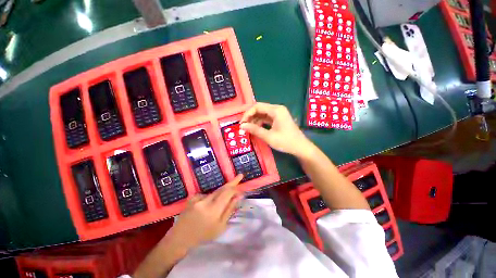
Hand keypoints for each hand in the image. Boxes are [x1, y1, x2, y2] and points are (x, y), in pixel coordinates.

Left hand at [164, 174, 243, 250]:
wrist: (180, 238)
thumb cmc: (203, 236)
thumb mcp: (220, 226)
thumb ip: (230, 209)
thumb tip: (239, 196)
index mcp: (213, 210)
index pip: (227, 192)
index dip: (235, 185)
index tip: (241, 179)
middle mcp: (205, 201)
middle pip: (222, 188)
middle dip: (231, 182)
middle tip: (239, 176)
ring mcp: (197, 198)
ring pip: (215, 192)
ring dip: (221, 194)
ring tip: (216, 207)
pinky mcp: (192, 197)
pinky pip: (207, 194)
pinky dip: (211, 198)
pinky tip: (206, 208)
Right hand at [240, 103, 313, 157]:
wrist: (300, 147)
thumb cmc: (286, 142)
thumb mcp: (268, 136)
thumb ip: (255, 130)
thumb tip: (242, 126)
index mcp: (276, 110)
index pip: (257, 107)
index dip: (248, 114)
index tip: (242, 124)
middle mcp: (277, 109)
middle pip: (260, 109)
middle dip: (250, 117)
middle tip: (243, 126)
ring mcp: (279, 114)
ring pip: (263, 113)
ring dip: (255, 120)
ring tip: (249, 129)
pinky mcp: (279, 119)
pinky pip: (267, 118)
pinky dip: (260, 122)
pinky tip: (256, 129)